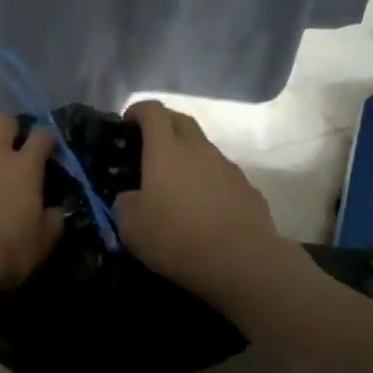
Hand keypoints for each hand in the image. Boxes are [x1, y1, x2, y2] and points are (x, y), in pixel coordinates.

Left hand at [0, 117, 63, 295]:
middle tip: (5, 147)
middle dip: (7, 129)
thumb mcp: (40, 244)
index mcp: (25, 167)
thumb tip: (57, 210)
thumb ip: (52, 221)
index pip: (42, 137)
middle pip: (4, 122)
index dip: (45, 139)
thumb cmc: (3, 252)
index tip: (45, 148)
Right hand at [114, 100, 284, 290]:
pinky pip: (222, 174)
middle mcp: (198, 149)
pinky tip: (204, 207)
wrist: (242, 261)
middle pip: (181, 120)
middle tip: (149, 145)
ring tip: (177, 183)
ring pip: (204, 147)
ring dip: (188, 154)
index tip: (127, 122)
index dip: (138, 110)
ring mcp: (227, 167)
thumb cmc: (178, 238)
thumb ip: (125, 205)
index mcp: (166, 150)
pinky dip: (209, 180)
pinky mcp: (247, 188)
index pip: (153, 111)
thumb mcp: (132, 228)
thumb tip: (130, 198)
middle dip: (164, 124)